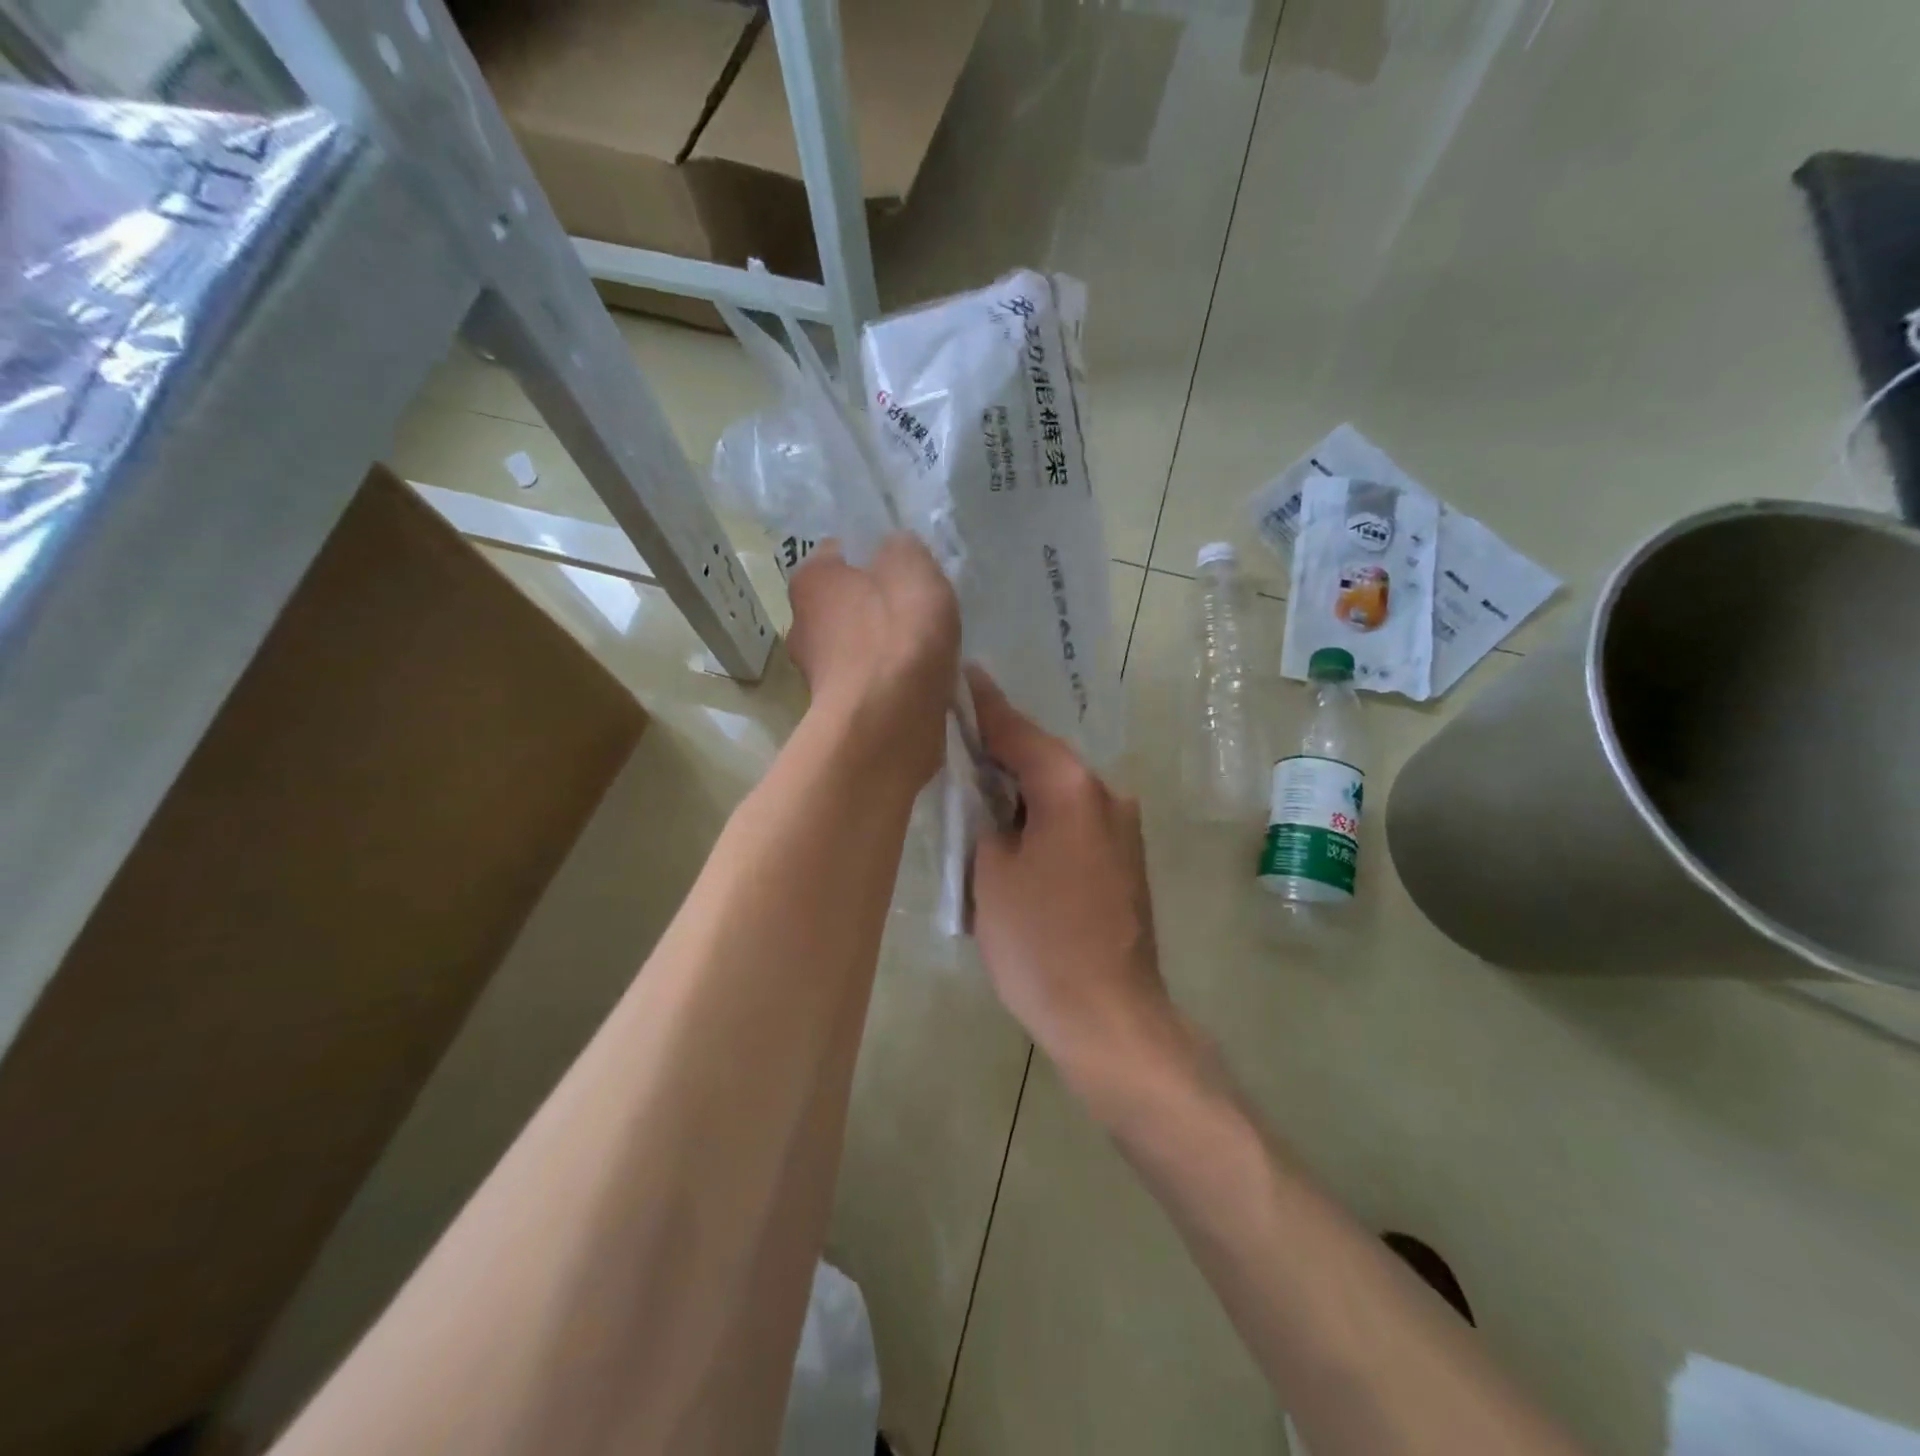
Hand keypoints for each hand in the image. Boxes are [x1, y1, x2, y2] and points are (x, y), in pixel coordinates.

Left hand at [786, 535, 959, 792]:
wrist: (888, 722)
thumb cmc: (898, 635)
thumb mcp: (912, 567)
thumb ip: (903, 548)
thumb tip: (895, 550)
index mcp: (811, 580)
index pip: (841, 553)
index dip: (877, 556)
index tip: (909, 571)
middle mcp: (802, 624)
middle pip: (849, 603)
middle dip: (881, 605)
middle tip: (922, 612)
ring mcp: (817, 673)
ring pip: (860, 646)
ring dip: (888, 649)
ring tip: (928, 654)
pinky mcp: (838, 711)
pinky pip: (871, 683)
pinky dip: (892, 682)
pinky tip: (921, 686)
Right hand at [967, 667, 1179, 1100]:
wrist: (1109, 1017)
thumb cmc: (1040, 942)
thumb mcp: (990, 872)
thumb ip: (983, 817)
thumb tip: (988, 798)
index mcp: (1072, 787)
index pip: (1018, 730)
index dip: (984, 705)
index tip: (961, 675)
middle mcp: (1107, 795)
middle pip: (1043, 757)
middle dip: (1000, 750)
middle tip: (954, 741)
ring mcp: (1123, 829)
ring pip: (1060, 790)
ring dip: (1020, 787)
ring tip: (976, 788)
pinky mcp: (1125, 860)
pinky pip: (1075, 819)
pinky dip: (1042, 815)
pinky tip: (1013, 830)